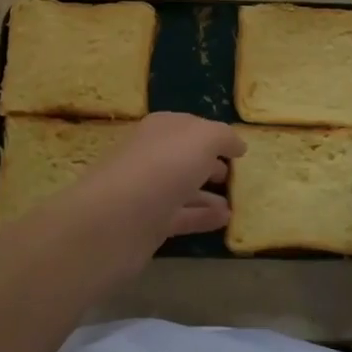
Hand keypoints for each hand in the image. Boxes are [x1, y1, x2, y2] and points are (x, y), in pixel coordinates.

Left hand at [70, 113, 245, 250]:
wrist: (114, 222)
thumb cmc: (161, 168)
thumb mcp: (202, 139)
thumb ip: (222, 137)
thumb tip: (236, 145)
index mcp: (160, 129)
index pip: (188, 126)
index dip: (212, 135)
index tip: (236, 149)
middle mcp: (151, 156)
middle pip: (183, 157)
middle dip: (207, 163)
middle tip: (233, 175)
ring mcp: (147, 192)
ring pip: (182, 188)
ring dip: (207, 194)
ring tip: (235, 202)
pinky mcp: (147, 225)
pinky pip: (181, 216)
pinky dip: (202, 217)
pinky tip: (225, 221)